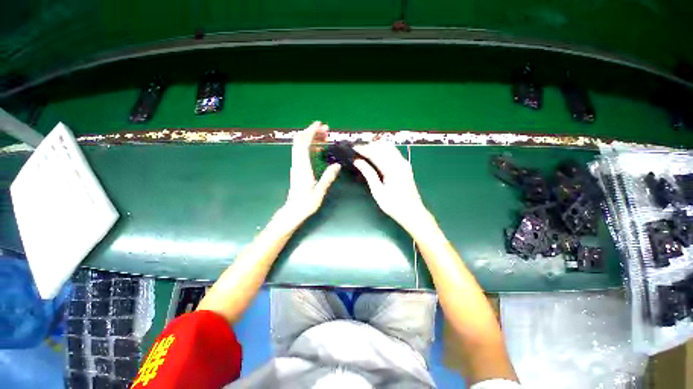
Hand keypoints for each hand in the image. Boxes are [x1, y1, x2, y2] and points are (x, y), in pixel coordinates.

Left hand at [281, 121, 340, 227]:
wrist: (293, 211)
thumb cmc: (306, 204)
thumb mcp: (319, 192)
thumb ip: (328, 178)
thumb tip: (337, 165)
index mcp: (303, 167)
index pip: (303, 144)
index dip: (310, 132)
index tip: (320, 124)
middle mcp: (297, 164)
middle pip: (300, 141)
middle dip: (311, 132)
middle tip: (326, 130)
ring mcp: (296, 166)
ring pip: (300, 146)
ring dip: (311, 138)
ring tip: (324, 136)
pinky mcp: (297, 169)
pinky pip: (302, 153)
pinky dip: (310, 146)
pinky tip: (318, 148)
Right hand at [353, 142, 430, 230]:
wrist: (412, 212)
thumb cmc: (393, 205)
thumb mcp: (378, 191)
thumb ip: (368, 173)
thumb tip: (357, 161)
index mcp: (392, 168)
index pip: (376, 152)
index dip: (364, 149)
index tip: (353, 148)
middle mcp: (400, 162)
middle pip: (383, 146)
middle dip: (370, 146)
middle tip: (358, 150)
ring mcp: (404, 163)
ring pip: (389, 148)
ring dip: (377, 147)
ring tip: (365, 152)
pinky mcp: (405, 166)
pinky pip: (393, 153)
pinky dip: (383, 151)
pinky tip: (376, 156)